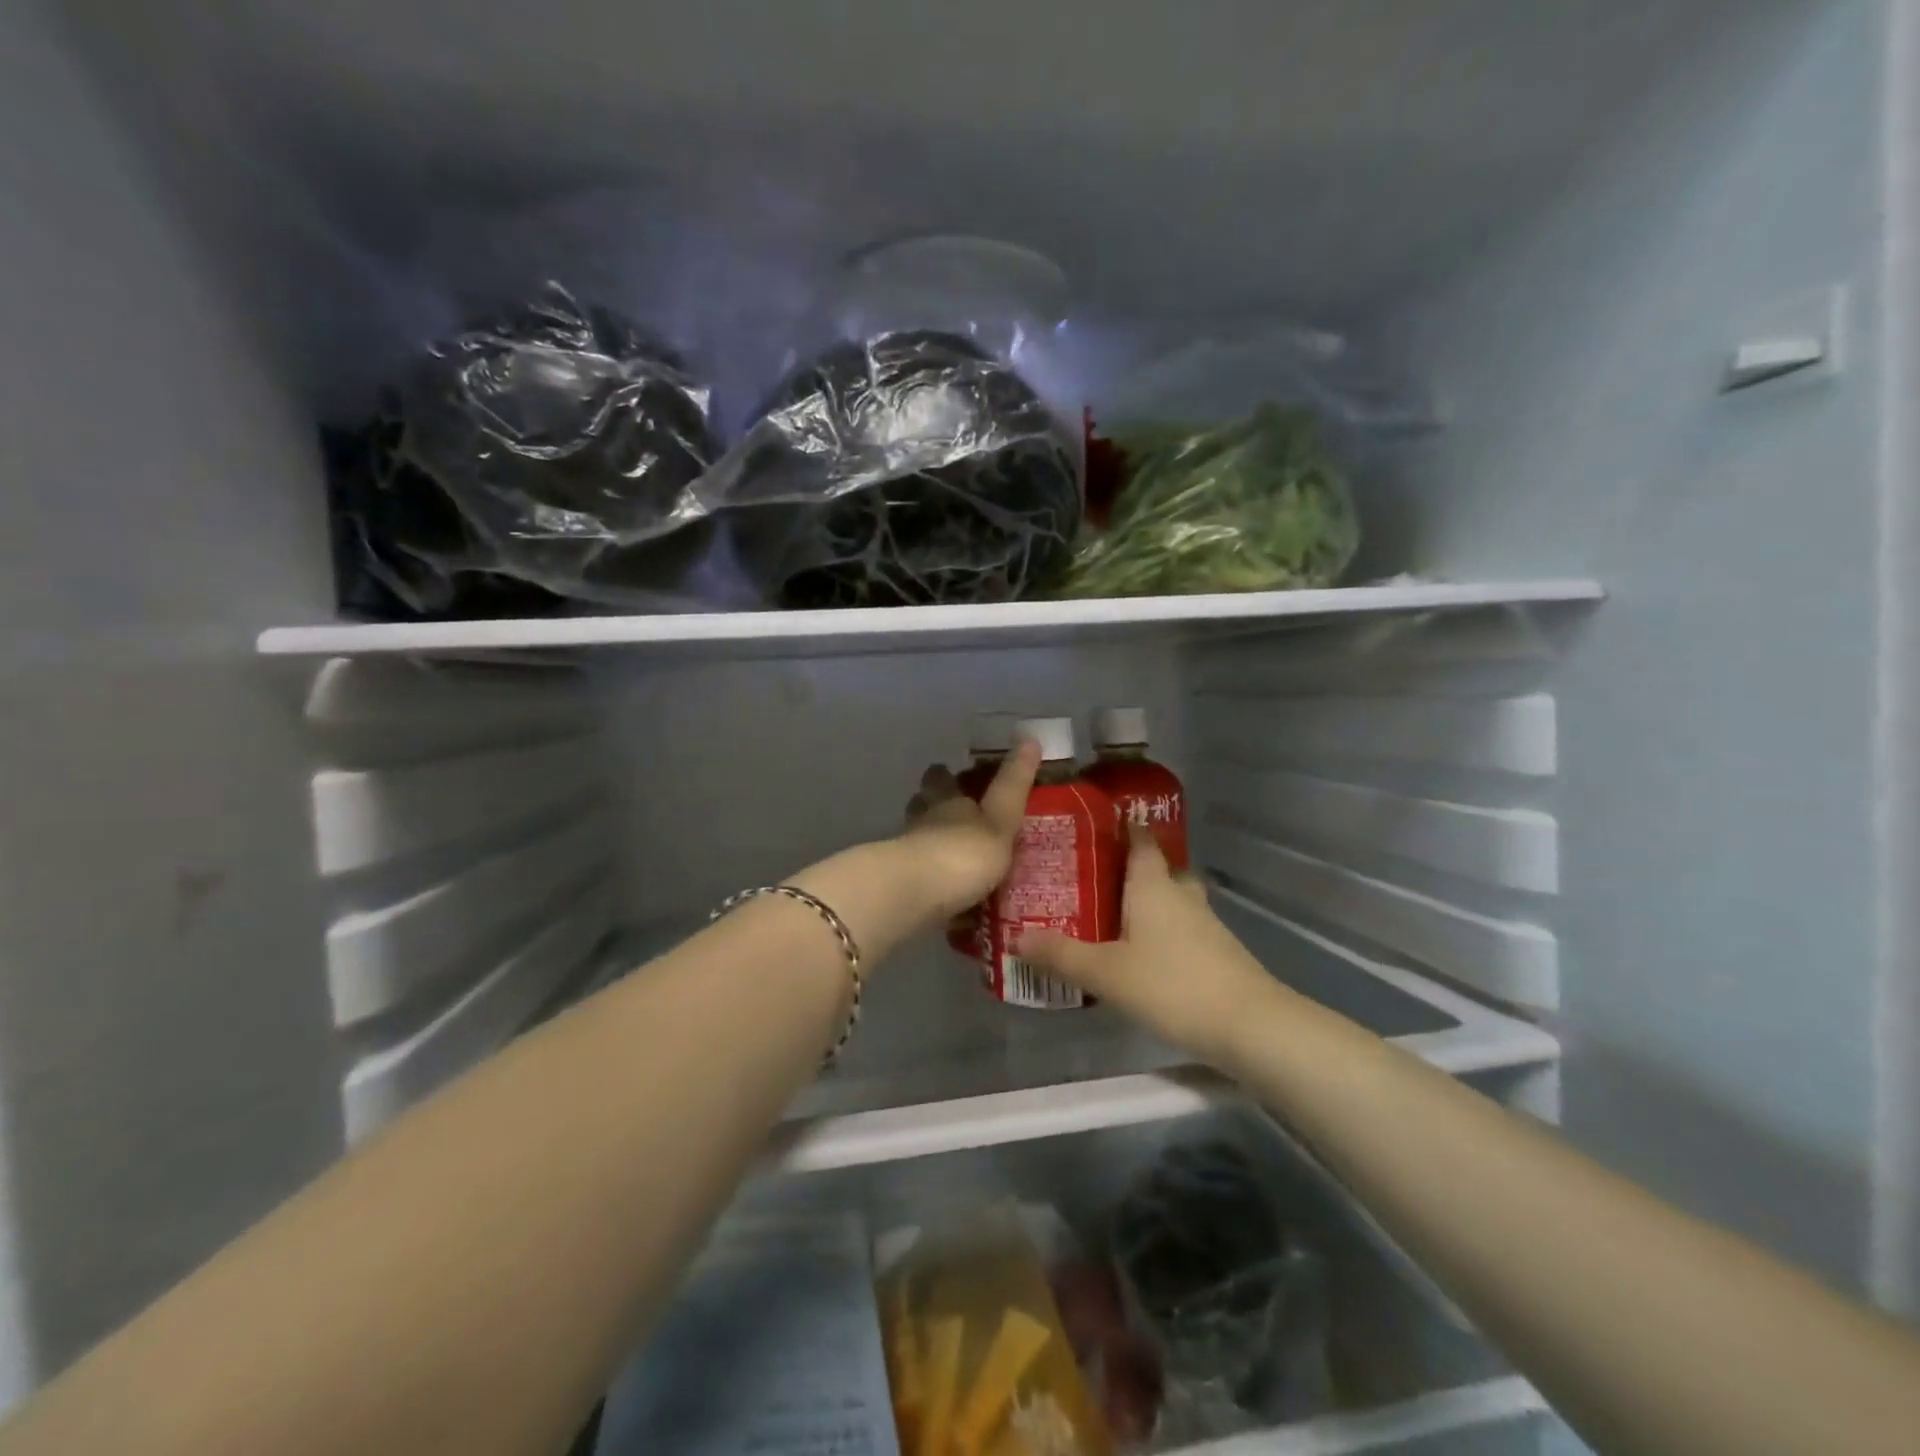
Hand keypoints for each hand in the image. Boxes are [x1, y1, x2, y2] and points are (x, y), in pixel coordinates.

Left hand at [901, 741, 1041, 918]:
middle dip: (935, 807)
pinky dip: (934, 885)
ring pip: (919, 841)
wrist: (912, 897)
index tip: (952, 771)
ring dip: (933, 845)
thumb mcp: (1000, 819)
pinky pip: (921, 881)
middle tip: (956, 815)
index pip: (942, 779)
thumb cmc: (961, 852)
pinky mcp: (902, 889)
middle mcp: (923, 822)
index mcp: (946, 801)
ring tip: (956, 858)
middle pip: (923, 806)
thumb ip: (1013, 785)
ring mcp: (908, 855)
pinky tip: (949, 900)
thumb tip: (1029, 736)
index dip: (947, 774)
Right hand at [1015, 826, 1275, 1065]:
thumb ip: (1061, 955)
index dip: (1122, 827)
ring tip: (1110, 914)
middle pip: (1158, 867)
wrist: (1250, 1025)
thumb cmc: (1172, 985)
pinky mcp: (1216, 950)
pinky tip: (1140, 952)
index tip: (1095, 824)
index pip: (1140, 840)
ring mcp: (1204, 922)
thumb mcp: (1106, 972)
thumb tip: (1016, 938)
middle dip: (1130, 867)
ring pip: (1171, 898)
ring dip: (1146, 901)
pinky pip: (1181, 926)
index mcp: (1152, 884)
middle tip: (1093, 876)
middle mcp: (1180, 894)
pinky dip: (1161, 929)